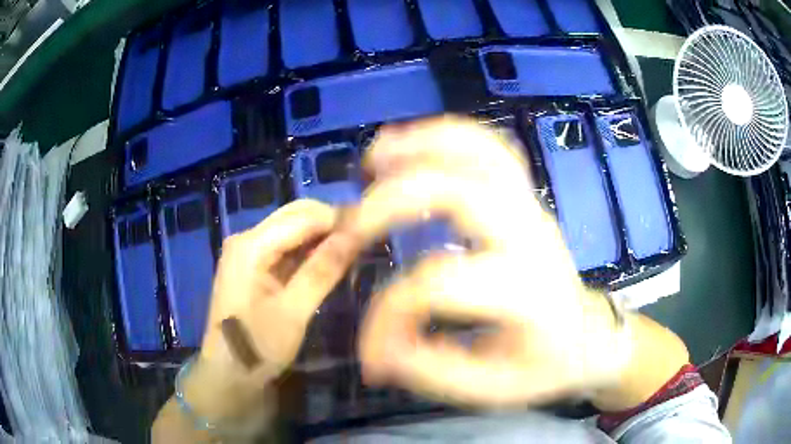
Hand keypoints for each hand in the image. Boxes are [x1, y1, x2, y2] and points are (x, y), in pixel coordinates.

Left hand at [182, 200, 362, 421]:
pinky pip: (286, 246)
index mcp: (251, 246)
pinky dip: (310, 250)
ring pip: (293, 228)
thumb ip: (322, 270)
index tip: (372, 227)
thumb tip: (355, 235)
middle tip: (365, 238)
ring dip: (322, 235)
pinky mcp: (253, 264)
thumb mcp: (293, 312)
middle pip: (296, 215)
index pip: (303, 217)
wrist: (228, 373)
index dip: (339, 219)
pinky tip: (330, 260)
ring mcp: (248, 250)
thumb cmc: (258, 347)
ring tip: (354, 247)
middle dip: (331, 223)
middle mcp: (247, 238)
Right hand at [346, 117, 628, 407]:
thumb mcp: (489, 388)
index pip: (441, 284)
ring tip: (372, 160)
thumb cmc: (544, 365)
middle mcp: (531, 238)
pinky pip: (490, 146)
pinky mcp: (526, 197)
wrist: (587, 337)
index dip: (389, 312)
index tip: (372, 351)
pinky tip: (410, 144)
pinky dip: (446, 135)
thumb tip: (376, 351)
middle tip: (350, 225)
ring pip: (479, 152)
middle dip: (392, 201)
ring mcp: (531, 208)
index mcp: (528, 294)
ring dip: (419, 147)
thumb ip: (429, 370)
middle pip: (459, 192)